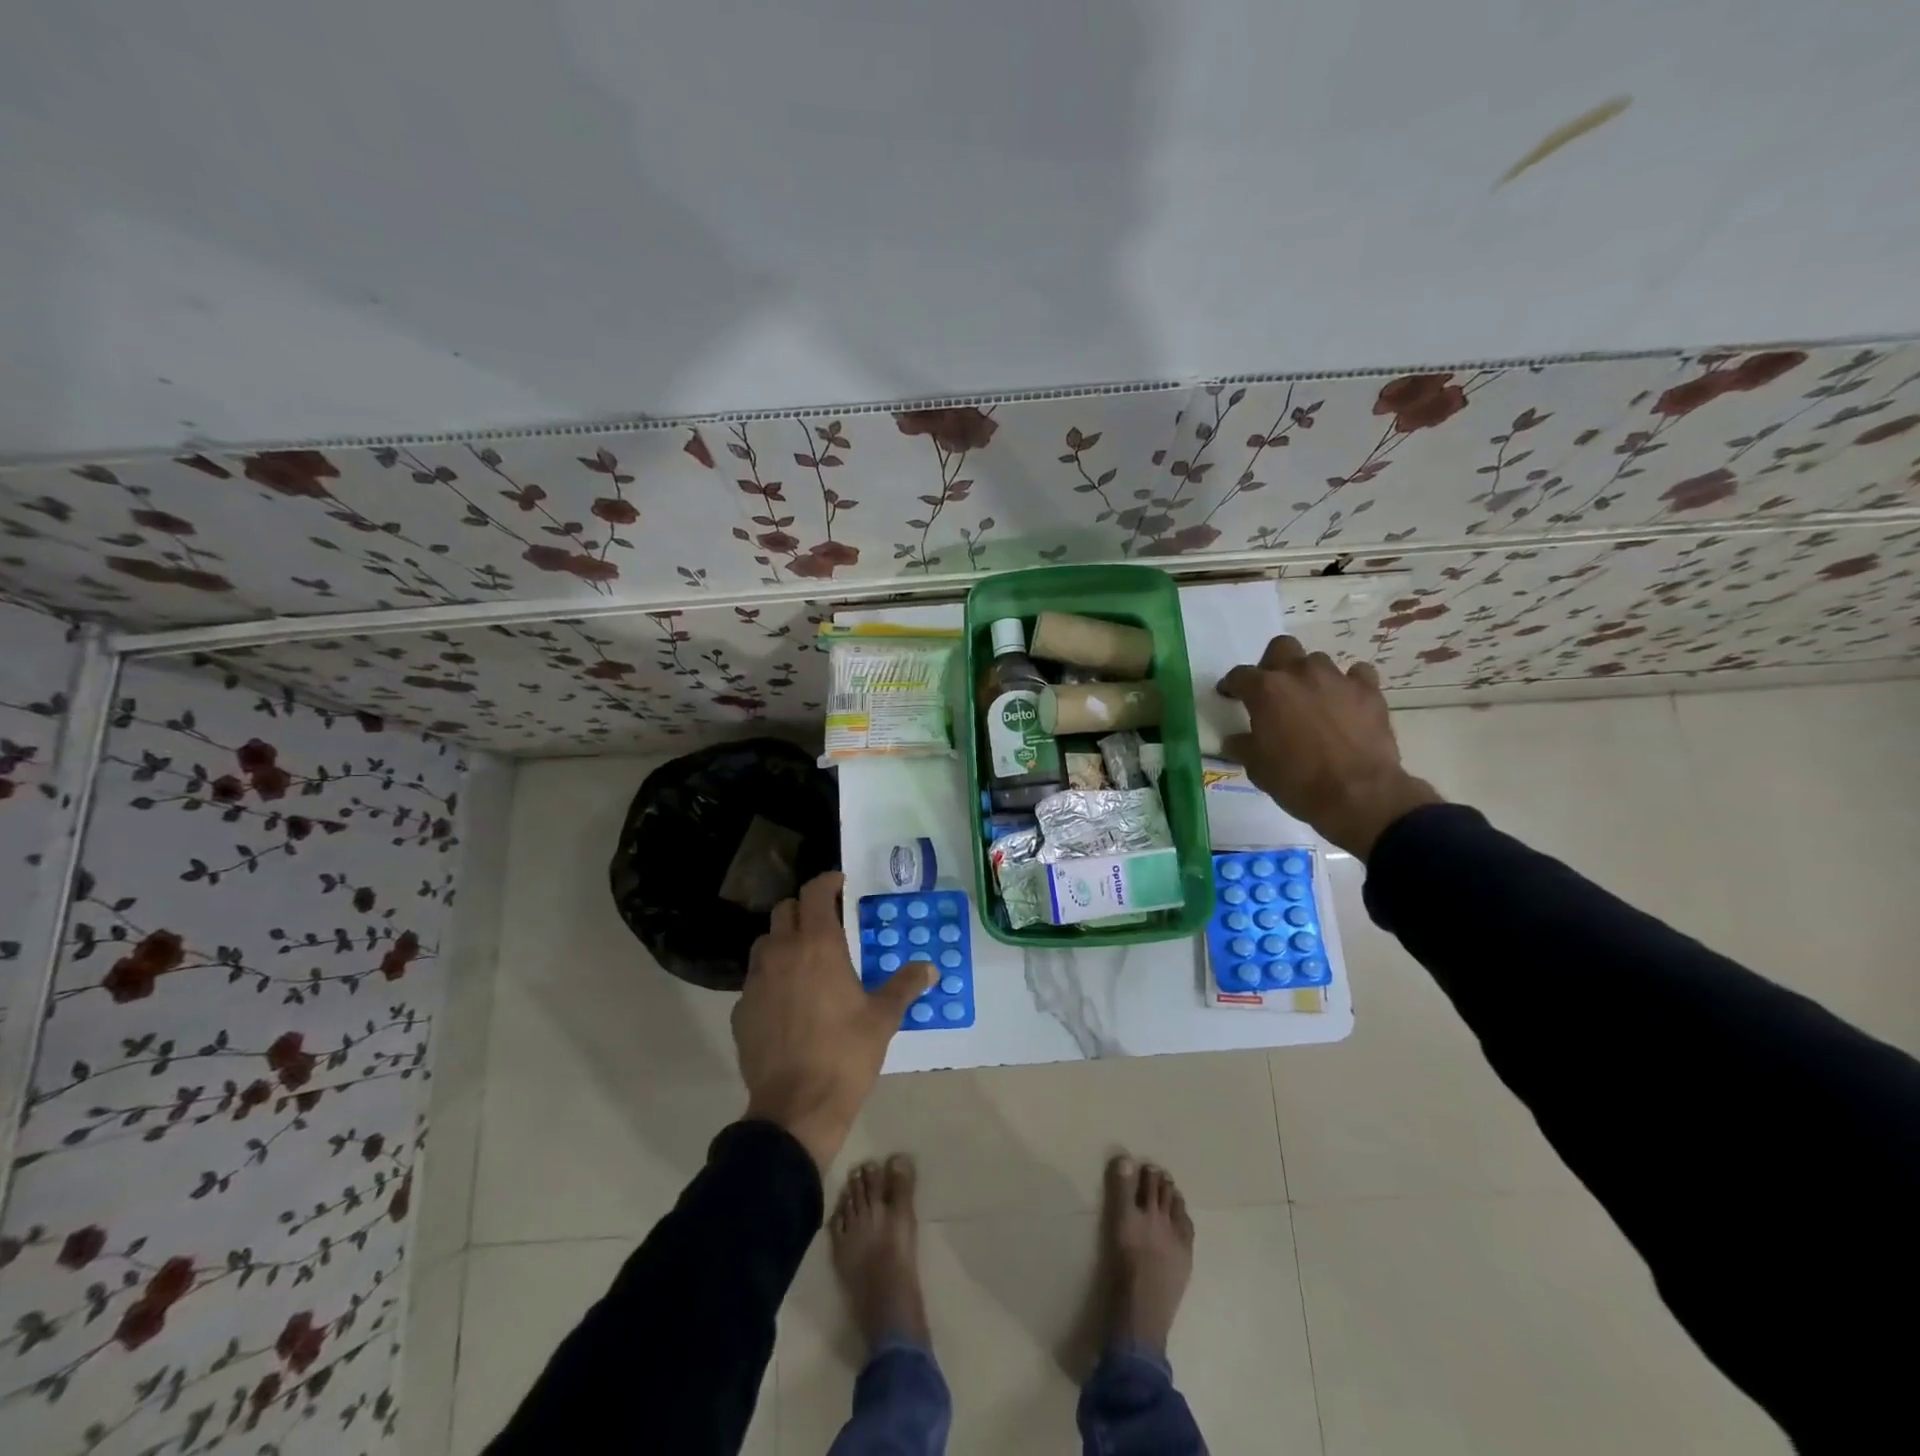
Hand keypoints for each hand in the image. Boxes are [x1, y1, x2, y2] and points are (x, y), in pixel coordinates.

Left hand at [732, 871, 934, 1172]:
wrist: (796, 1107)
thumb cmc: (845, 1054)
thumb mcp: (883, 1018)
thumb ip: (905, 985)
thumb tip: (929, 968)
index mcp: (818, 945)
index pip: (815, 893)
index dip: (827, 882)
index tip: (841, 884)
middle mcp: (782, 952)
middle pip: (785, 910)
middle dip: (804, 909)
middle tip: (825, 923)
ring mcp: (756, 981)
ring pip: (765, 942)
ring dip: (783, 941)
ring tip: (804, 960)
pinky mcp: (741, 1010)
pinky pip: (754, 980)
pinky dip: (770, 978)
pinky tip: (786, 1002)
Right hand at [1217, 636, 1440, 857]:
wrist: (1358, 795)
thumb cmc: (1297, 781)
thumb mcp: (1256, 767)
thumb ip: (1243, 745)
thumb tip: (1235, 739)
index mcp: (1266, 690)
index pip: (1240, 675)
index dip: (1231, 685)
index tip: (1229, 695)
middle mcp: (1300, 674)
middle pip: (1281, 648)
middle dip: (1273, 663)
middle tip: (1272, 689)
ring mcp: (1337, 679)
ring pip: (1318, 661)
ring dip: (1310, 677)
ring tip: (1311, 700)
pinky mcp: (1369, 691)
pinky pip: (1357, 674)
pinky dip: (1349, 684)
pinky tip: (1346, 702)